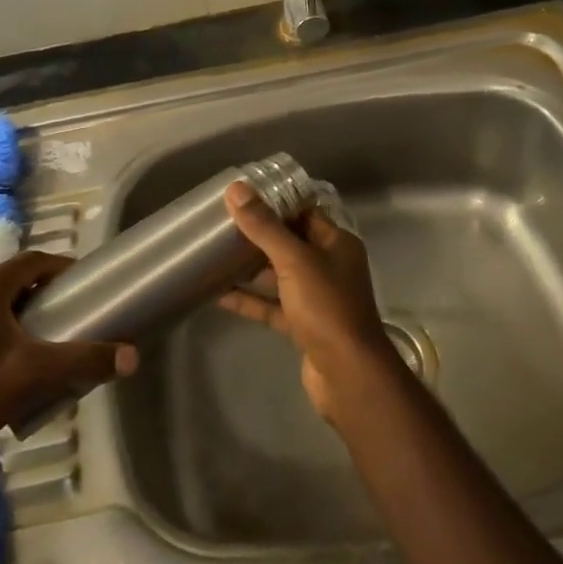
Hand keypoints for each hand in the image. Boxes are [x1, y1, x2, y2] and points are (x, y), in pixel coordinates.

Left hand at [0, 251, 137, 481]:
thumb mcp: (29, 378)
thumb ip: (82, 362)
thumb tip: (132, 356)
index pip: (32, 261)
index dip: (62, 268)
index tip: (84, 286)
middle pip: (8, 283)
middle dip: (40, 298)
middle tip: (64, 323)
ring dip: (12, 318)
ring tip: (31, 351)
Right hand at [220, 181, 396, 422]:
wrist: (348, 374)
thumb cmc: (326, 307)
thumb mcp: (294, 261)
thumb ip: (264, 227)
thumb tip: (236, 189)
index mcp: (336, 243)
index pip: (303, 213)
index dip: (274, 204)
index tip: (240, 197)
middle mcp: (330, 266)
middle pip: (289, 243)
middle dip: (258, 236)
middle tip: (220, 225)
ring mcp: (317, 298)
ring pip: (279, 276)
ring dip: (250, 268)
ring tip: (214, 256)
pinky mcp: (304, 326)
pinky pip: (273, 306)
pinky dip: (250, 300)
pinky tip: (219, 294)